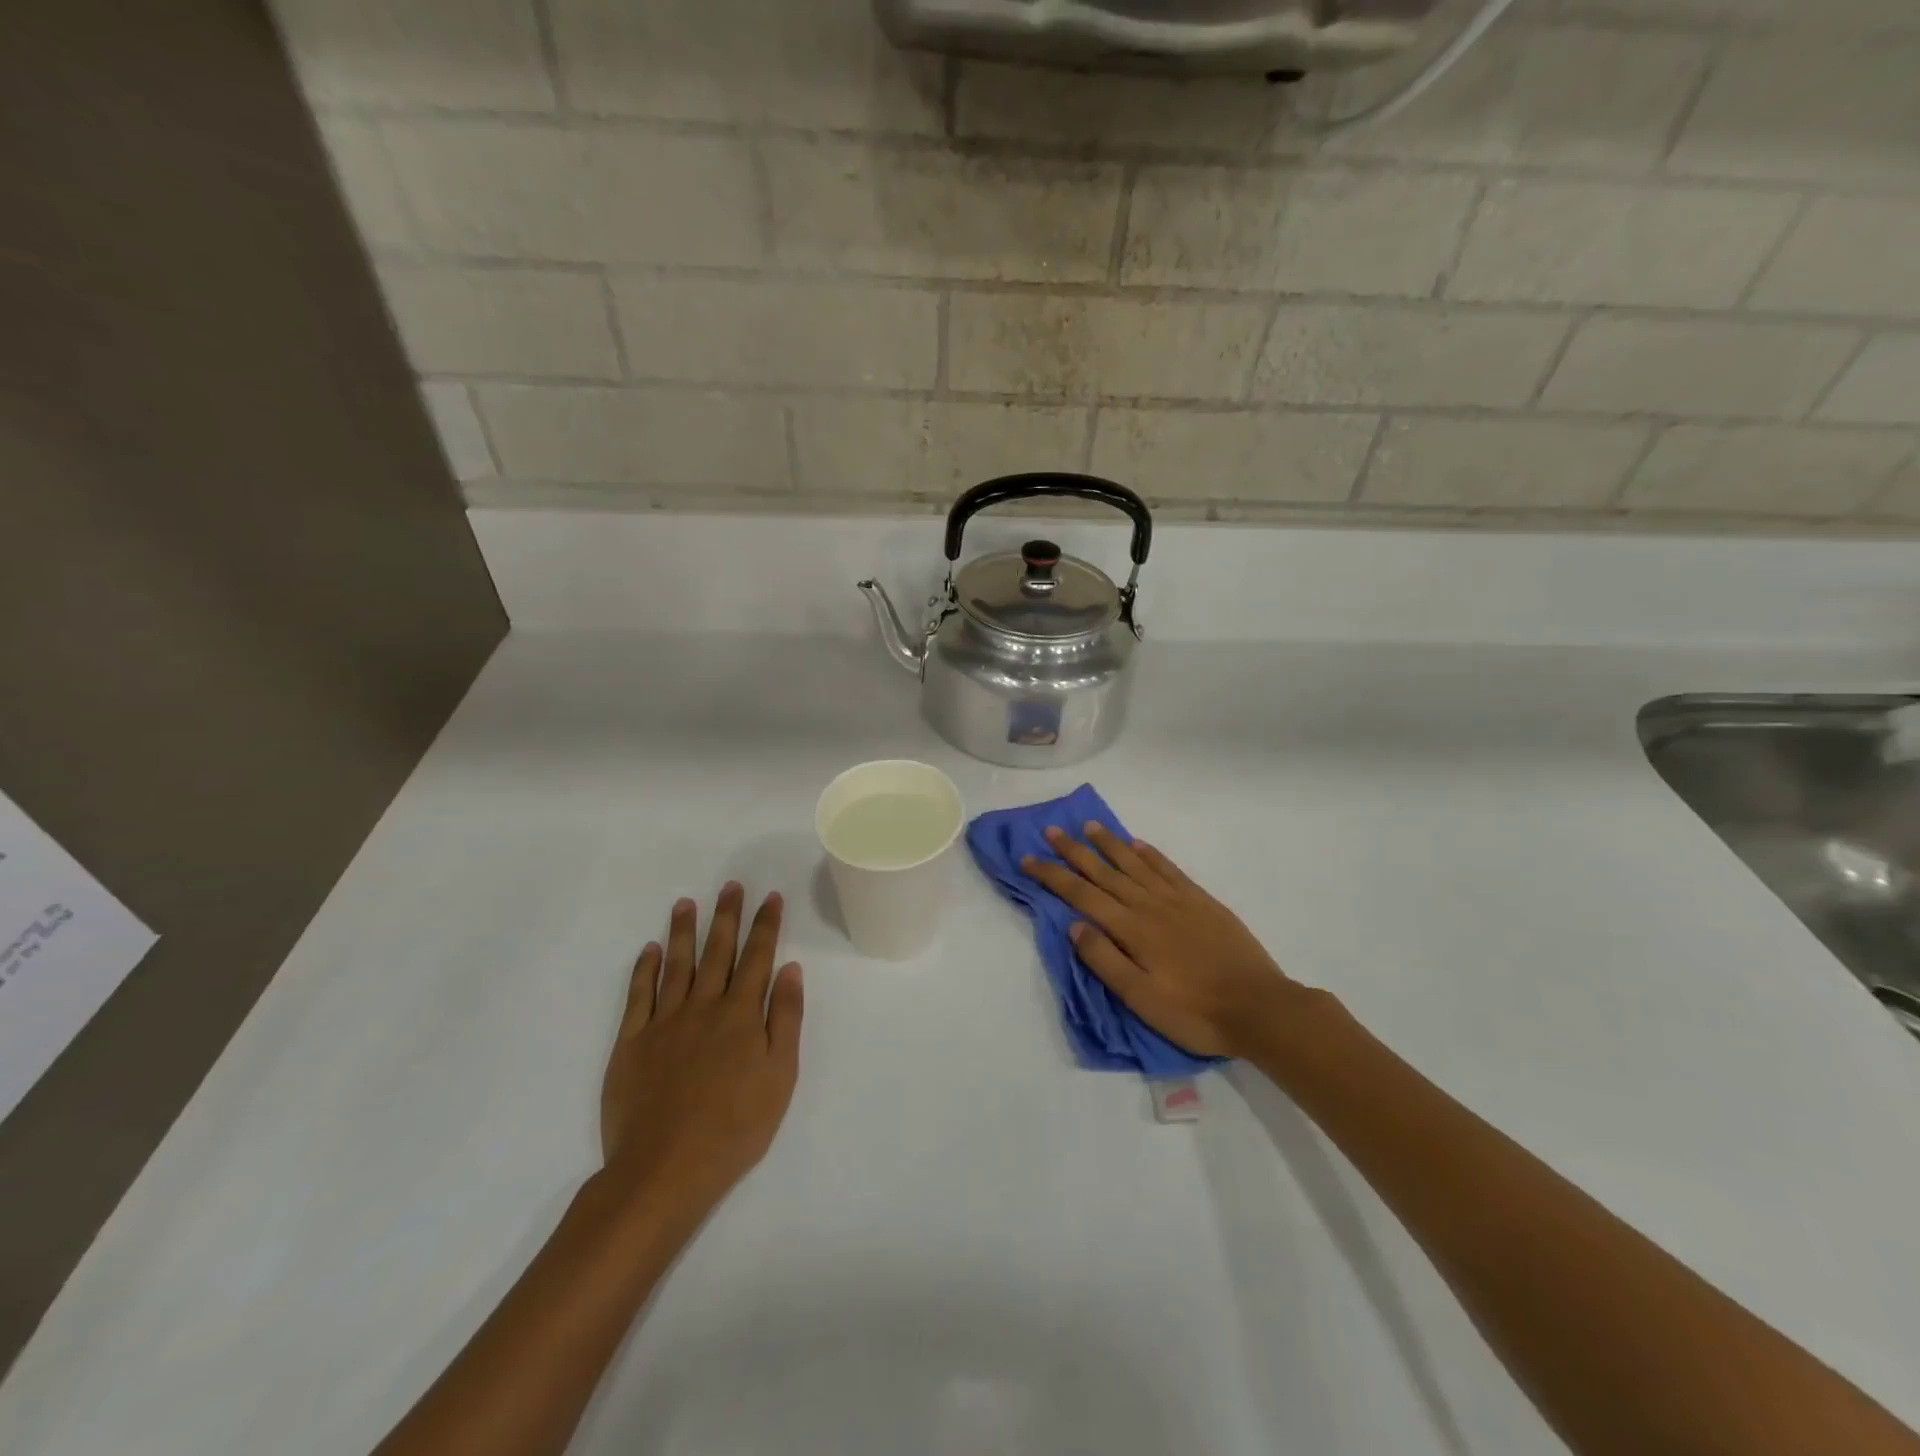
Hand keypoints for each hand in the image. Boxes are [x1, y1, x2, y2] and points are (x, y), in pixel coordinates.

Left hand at [600, 884, 803, 1217]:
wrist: (664, 1169)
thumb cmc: (735, 1127)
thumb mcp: (780, 1075)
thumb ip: (785, 1018)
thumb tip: (789, 969)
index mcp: (741, 1014)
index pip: (758, 957)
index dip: (765, 925)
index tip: (770, 897)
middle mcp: (703, 1006)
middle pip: (717, 951)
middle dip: (726, 916)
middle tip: (730, 886)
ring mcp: (664, 1022)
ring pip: (676, 964)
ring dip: (683, 931)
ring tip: (686, 902)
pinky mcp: (631, 1043)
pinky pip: (638, 995)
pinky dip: (644, 969)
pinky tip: (650, 950)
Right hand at [1023, 825, 1298, 1058]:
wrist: (1259, 1007)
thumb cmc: (1195, 1011)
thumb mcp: (1141, 998)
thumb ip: (1105, 959)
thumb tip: (1074, 924)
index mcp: (1131, 929)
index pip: (1082, 895)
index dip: (1052, 875)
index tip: (1028, 858)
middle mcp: (1150, 905)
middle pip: (1104, 872)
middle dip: (1074, 851)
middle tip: (1051, 831)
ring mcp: (1178, 900)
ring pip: (1135, 863)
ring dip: (1109, 844)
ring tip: (1089, 826)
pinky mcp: (1202, 901)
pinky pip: (1169, 869)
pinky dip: (1150, 854)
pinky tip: (1138, 845)